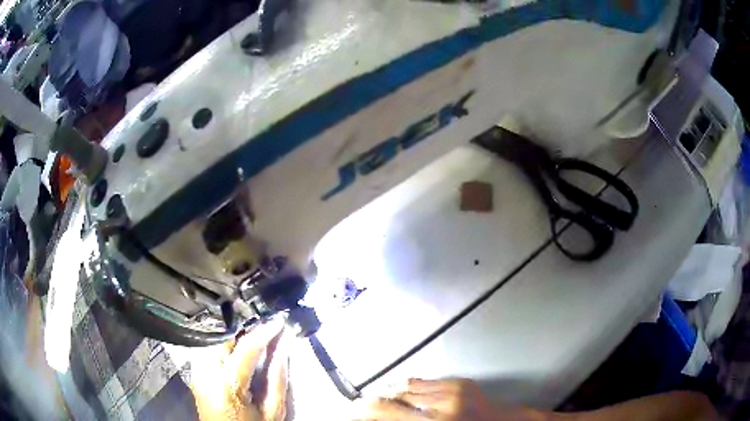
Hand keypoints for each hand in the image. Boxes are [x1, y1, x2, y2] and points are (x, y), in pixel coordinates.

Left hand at [190, 319, 290, 420]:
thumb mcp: (272, 410)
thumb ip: (277, 377)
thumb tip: (283, 345)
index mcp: (225, 384)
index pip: (246, 347)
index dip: (264, 331)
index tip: (278, 321)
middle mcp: (204, 373)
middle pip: (223, 337)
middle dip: (245, 328)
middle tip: (265, 329)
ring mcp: (196, 372)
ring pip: (213, 339)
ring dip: (234, 335)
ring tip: (254, 338)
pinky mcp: (195, 374)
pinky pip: (208, 349)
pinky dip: (224, 344)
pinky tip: (238, 350)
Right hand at [362, 378, 533, 420]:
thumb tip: (382, 417)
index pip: (385, 410)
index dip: (363, 410)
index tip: (352, 411)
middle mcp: (441, 405)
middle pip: (393, 396)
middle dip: (372, 402)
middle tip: (363, 408)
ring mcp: (453, 390)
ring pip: (407, 386)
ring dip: (391, 393)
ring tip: (384, 400)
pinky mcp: (461, 382)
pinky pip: (425, 381)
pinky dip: (410, 388)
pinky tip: (405, 393)